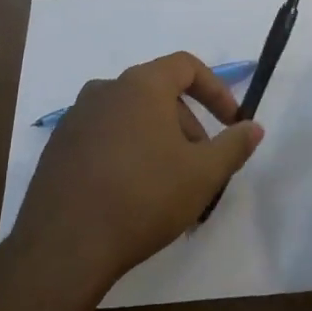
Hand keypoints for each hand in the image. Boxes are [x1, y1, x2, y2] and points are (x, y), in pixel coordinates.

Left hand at [11, 53, 264, 295]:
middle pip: (158, 93)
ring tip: (169, 186)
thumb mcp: (203, 174)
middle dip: (187, 125)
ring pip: (131, 118)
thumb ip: (233, 145)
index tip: (232, 122)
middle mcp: (104, 91)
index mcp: (140, 85)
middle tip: (201, 166)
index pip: (185, 66)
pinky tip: (132, 195)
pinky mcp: (58, 148)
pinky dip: (127, 153)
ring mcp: (75, 119)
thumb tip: (253, 127)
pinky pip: (104, 138)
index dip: (216, 90)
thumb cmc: (144, 198)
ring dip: (158, 141)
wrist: (65, 244)